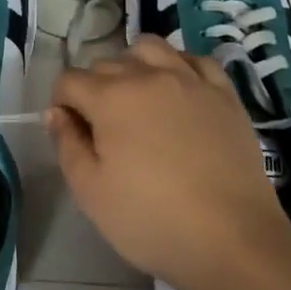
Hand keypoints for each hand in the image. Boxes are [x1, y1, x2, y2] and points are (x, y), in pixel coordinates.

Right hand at [48, 37, 290, 289]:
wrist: (233, 241)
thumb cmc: (150, 219)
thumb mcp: (90, 191)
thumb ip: (66, 144)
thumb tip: (57, 113)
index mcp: (110, 98)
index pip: (69, 80)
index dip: (62, 104)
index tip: (71, 133)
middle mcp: (148, 76)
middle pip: (107, 63)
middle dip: (94, 88)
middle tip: (102, 128)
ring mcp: (191, 81)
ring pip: (151, 48)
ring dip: (134, 65)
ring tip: (137, 97)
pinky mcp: (225, 95)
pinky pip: (197, 60)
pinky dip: (180, 66)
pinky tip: (178, 91)